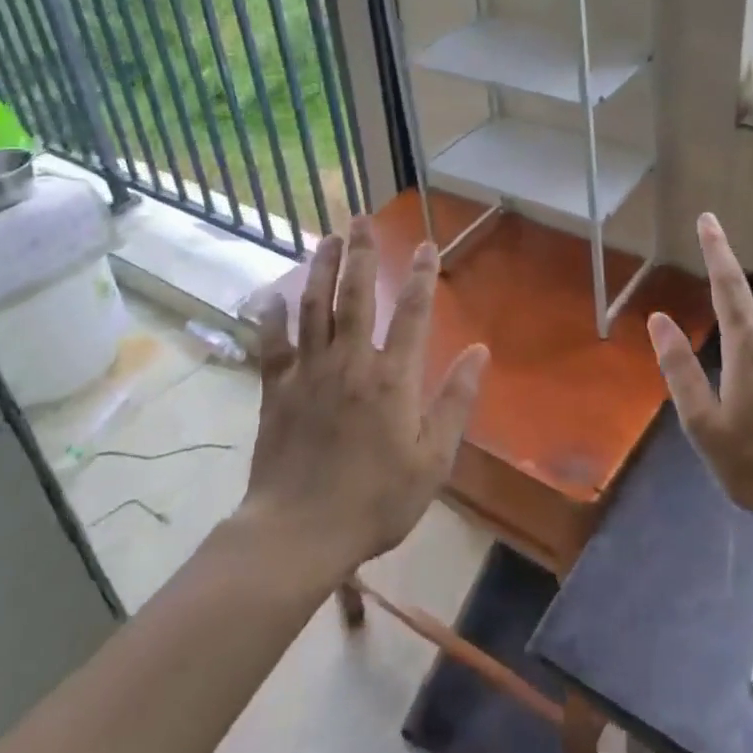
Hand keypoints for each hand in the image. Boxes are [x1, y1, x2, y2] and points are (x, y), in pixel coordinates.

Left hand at [244, 219, 488, 574]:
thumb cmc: (376, 499)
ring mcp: (310, 372)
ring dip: (322, 269)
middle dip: (363, 254)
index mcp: (393, 377)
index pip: (414, 313)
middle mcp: (351, 361)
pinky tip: (272, 296)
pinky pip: (273, 344)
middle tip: (362, 220)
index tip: (427, 246)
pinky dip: (272, 317)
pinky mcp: (277, 389)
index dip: (423, 276)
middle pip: (358, 296)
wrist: (300, 532)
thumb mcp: (433, 459)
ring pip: (315, 307)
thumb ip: (456, 401)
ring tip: (328, 238)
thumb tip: (480, 351)